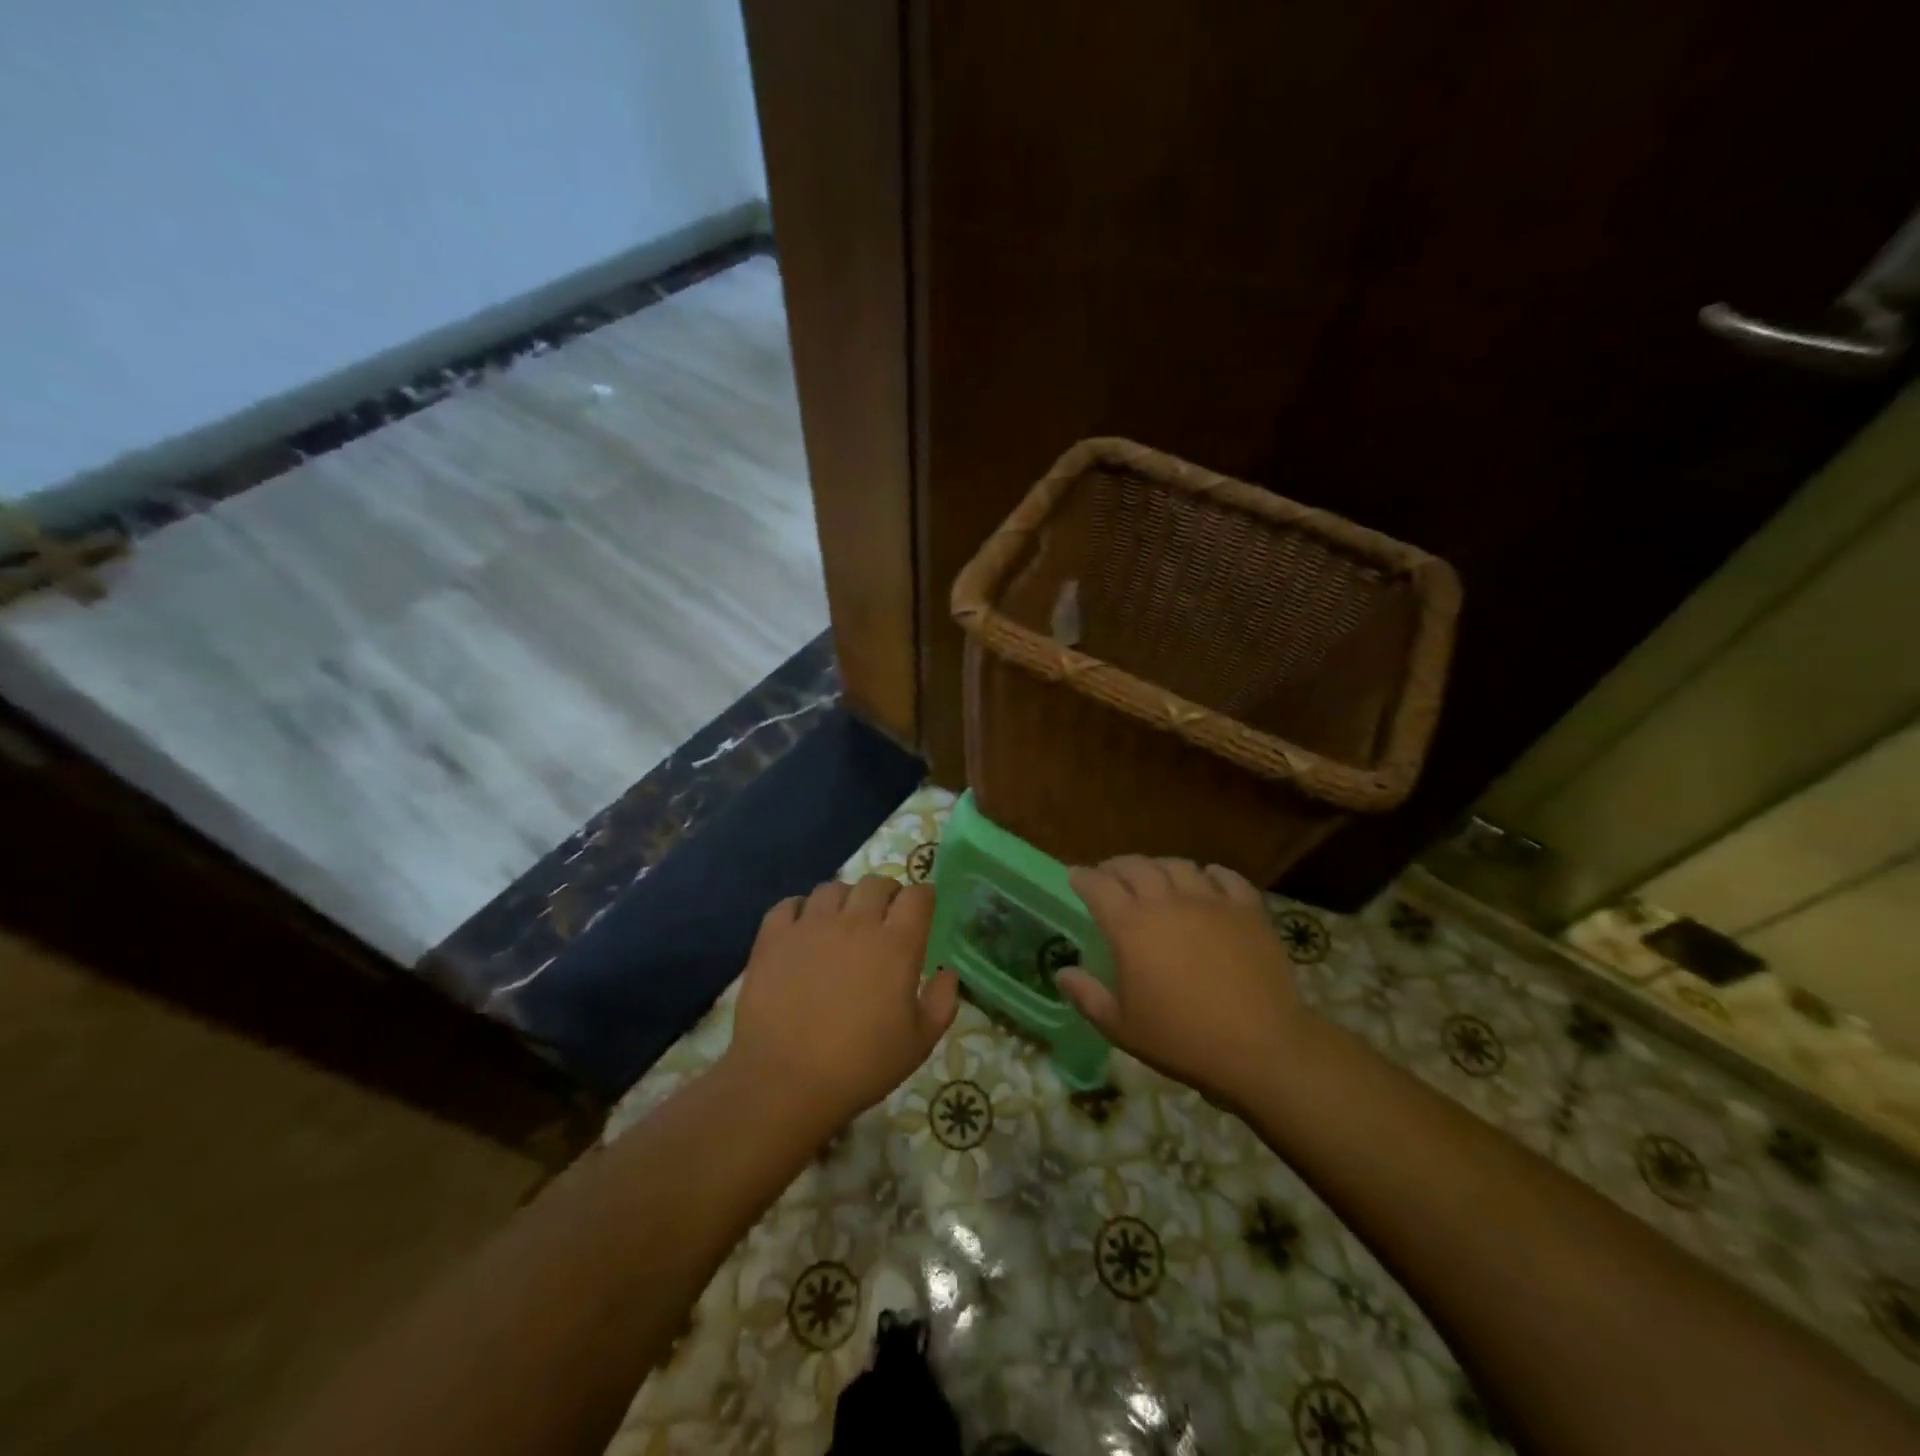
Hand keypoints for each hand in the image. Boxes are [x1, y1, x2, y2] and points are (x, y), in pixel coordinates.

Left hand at [724, 877, 958, 1128]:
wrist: (784, 1081)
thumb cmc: (860, 1065)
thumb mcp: (919, 1043)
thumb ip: (942, 1002)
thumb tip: (948, 973)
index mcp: (896, 944)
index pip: (918, 896)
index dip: (923, 898)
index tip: (922, 912)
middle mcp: (856, 923)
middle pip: (876, 883)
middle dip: (887, 894)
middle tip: (884, 918)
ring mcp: (811, 925)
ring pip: (833, 888)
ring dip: (844, 900)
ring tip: (842, 923)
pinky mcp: (774, 937)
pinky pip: (789, 904)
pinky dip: (800, 910)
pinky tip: (803, 930)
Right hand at [1056, 856, 1310, 1109]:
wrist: (1260, 1047)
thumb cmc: (1182, 1040)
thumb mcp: (1122, 1028)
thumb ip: (1087, 996)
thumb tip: (1063, 973)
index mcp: (1131, 927)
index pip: (1098, 886)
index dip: (1082, 877)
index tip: (1075, 876)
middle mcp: (1167, 902)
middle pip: (1135, 866)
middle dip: (1116, 866)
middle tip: (1110, 875)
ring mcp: (1210, 901)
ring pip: (1178, 865)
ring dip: (1159, 866)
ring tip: (1156, 877)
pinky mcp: (1247, 909)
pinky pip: (1226, 877)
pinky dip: (1210, 874)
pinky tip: (1207, 880)